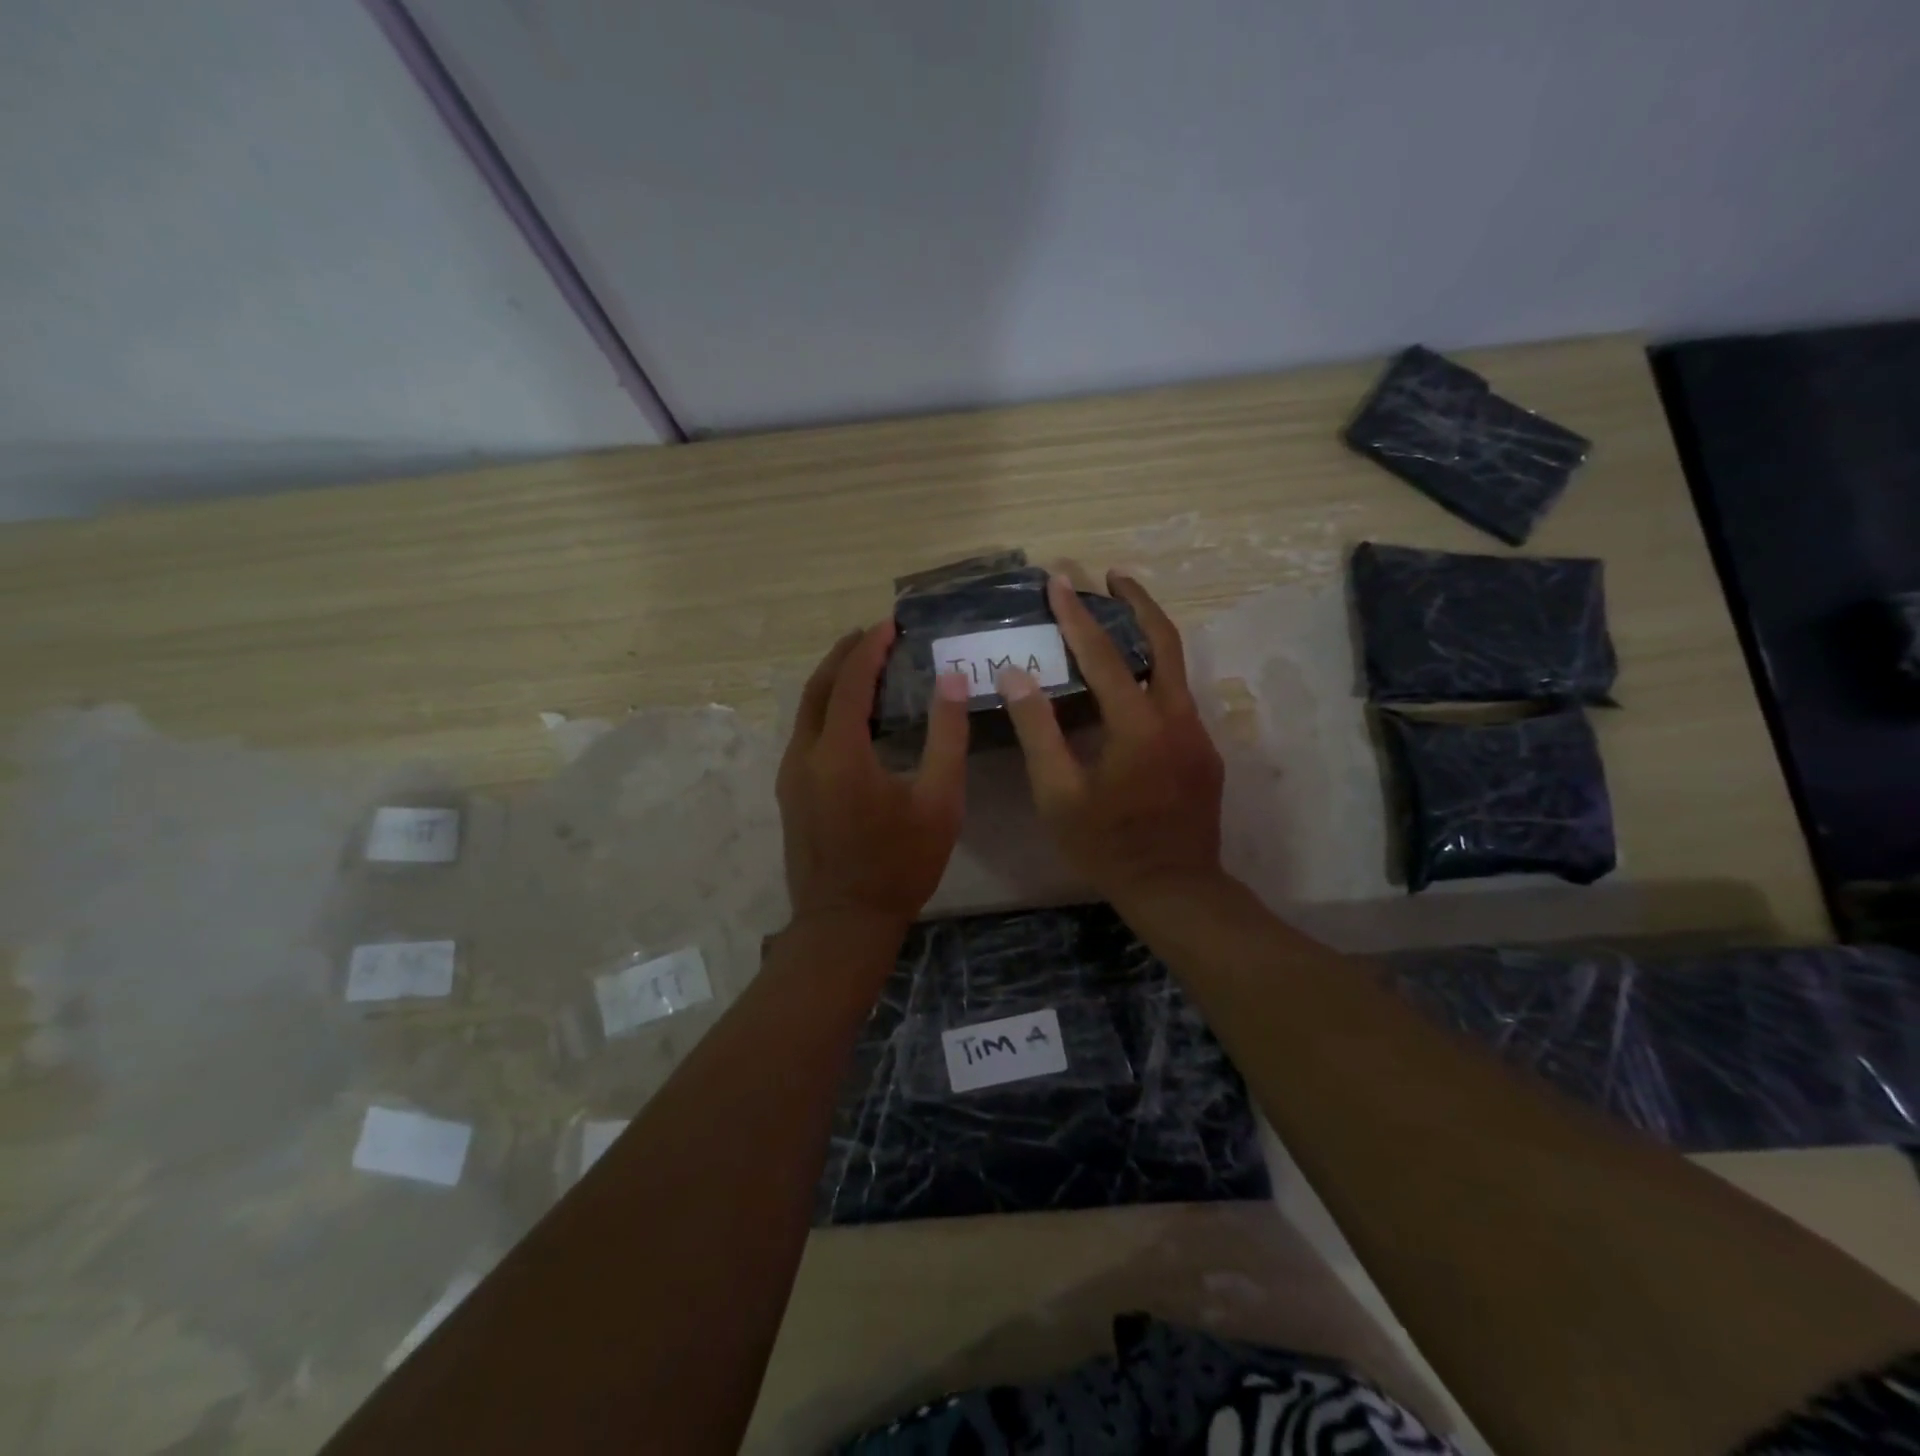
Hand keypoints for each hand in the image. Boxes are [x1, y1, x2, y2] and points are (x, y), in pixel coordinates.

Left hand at [777, 622, 969, 936]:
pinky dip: (825, 709)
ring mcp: (790, 775)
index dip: (870, 647)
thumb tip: (951, 680)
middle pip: (817, 687)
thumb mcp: (939, 802)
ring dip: (832, 681)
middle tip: (873, 634)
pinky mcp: (789, 792)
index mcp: (840, 752)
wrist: (844, 923)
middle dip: (844, 654)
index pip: (850, 681)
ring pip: (805, 710)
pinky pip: (804, 733)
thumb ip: (947, 736)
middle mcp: (804, 754)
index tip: (891, 624)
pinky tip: (850, 716)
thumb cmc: (900, 864)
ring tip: (863, 665)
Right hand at [997, 572, 1224, 904]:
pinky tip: (1129, 685)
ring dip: (1147, 635)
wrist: (1176, 889)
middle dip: (1137, 601)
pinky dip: (1153, 673)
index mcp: (1138, 725)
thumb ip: (1038, 731)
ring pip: (1176, 666)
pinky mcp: (1205, 751)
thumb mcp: (1058, 795)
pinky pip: (1177, 696)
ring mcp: (1198, 733)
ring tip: (1117, 617)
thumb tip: (1016, 675)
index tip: (1059, 580)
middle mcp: (1177, 717)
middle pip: (1163, 640)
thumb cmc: (1107, 846)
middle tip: (1111, 574)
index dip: (1077, 615)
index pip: (1104, 655)